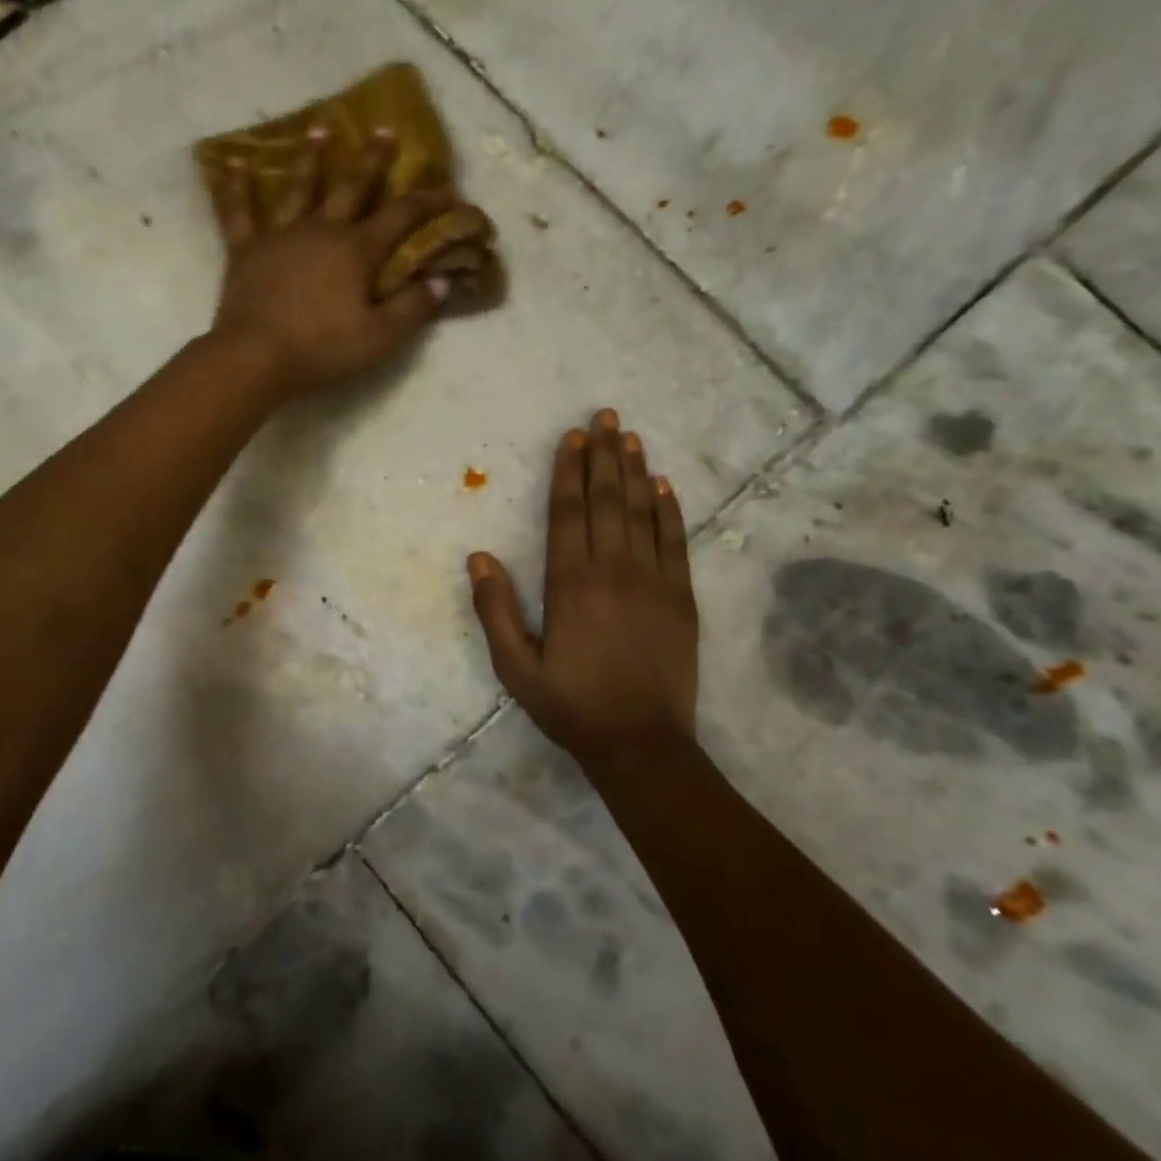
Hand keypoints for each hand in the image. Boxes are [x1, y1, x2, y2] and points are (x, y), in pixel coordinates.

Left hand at [209, 129, 454, 395]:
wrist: (256, 356)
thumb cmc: (322, 349)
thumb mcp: (380, 337)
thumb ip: (413, 308)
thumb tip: (443, 281)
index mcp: (357, 250)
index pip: (400, 216)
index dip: (427, 202)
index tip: (449, 190)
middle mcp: (321, 230)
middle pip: (351, 187)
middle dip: (372, 160)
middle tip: (384, 130)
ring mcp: (280, 235)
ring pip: (298, 187)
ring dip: (311, 158)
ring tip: (319, 130)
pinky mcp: (246, 250)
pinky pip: (239, 211)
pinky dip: (236, 188)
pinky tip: (234, 164)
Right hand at [468, 409, 701, 764]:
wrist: (641, 744)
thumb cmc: (570, 705)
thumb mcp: (514, 667)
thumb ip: (495, 609)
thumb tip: (479, 556)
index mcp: (569, 583)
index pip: (568, 512)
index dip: (569, 472)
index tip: (572, 438)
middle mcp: (613, 570)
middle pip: (607, 500)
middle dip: (604, 456)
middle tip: (605, 416)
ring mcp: (653, 581)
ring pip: (643, 513)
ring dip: (636, 471)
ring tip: (631, 437)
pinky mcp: (681, 597)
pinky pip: (676, 542)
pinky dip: (670, 511)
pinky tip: (665, 486)